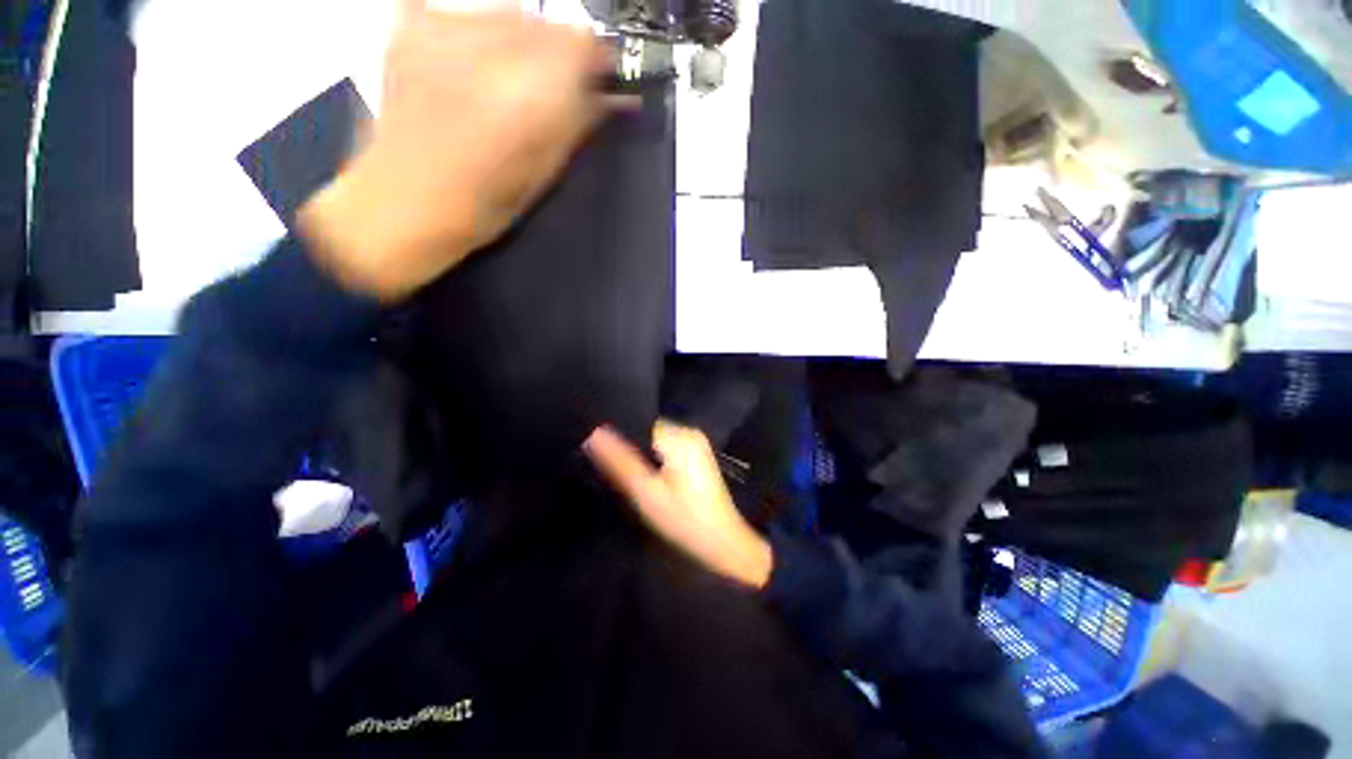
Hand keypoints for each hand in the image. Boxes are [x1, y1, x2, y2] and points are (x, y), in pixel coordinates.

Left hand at [299, 2, 614, 301]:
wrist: (402, 203)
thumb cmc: (481, 206)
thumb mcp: (544, 174)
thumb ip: (577, 124)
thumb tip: (606, 96)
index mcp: (527, 96)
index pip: (581, 42)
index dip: (596, 59)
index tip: (599, 76)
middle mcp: (487, 51)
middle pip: (546, 23)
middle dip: (560, 51)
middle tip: (556, 86)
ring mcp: (442, 34)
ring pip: (509, 12)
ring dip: (523, 40)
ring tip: (510, 81)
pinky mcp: (410, 31)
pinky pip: (462, 12)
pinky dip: (478, 30)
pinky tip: (474, 63)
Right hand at [584, 422, 773, 589]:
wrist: (722, 542)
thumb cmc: (683, 519)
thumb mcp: (645, 493)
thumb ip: (619, 461)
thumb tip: (593, 434)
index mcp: (678, 436)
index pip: (639, 422)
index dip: (619, 436)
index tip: (601, 451)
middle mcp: (689, 432)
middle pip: (647, 431)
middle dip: (630, 446)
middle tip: (614, 468)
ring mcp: (696, 442)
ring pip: (656, 440)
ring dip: (642, 454)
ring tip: (629, 473)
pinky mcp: (697, 454)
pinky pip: (667, 448)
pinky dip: (655, 458)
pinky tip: (649, 477)